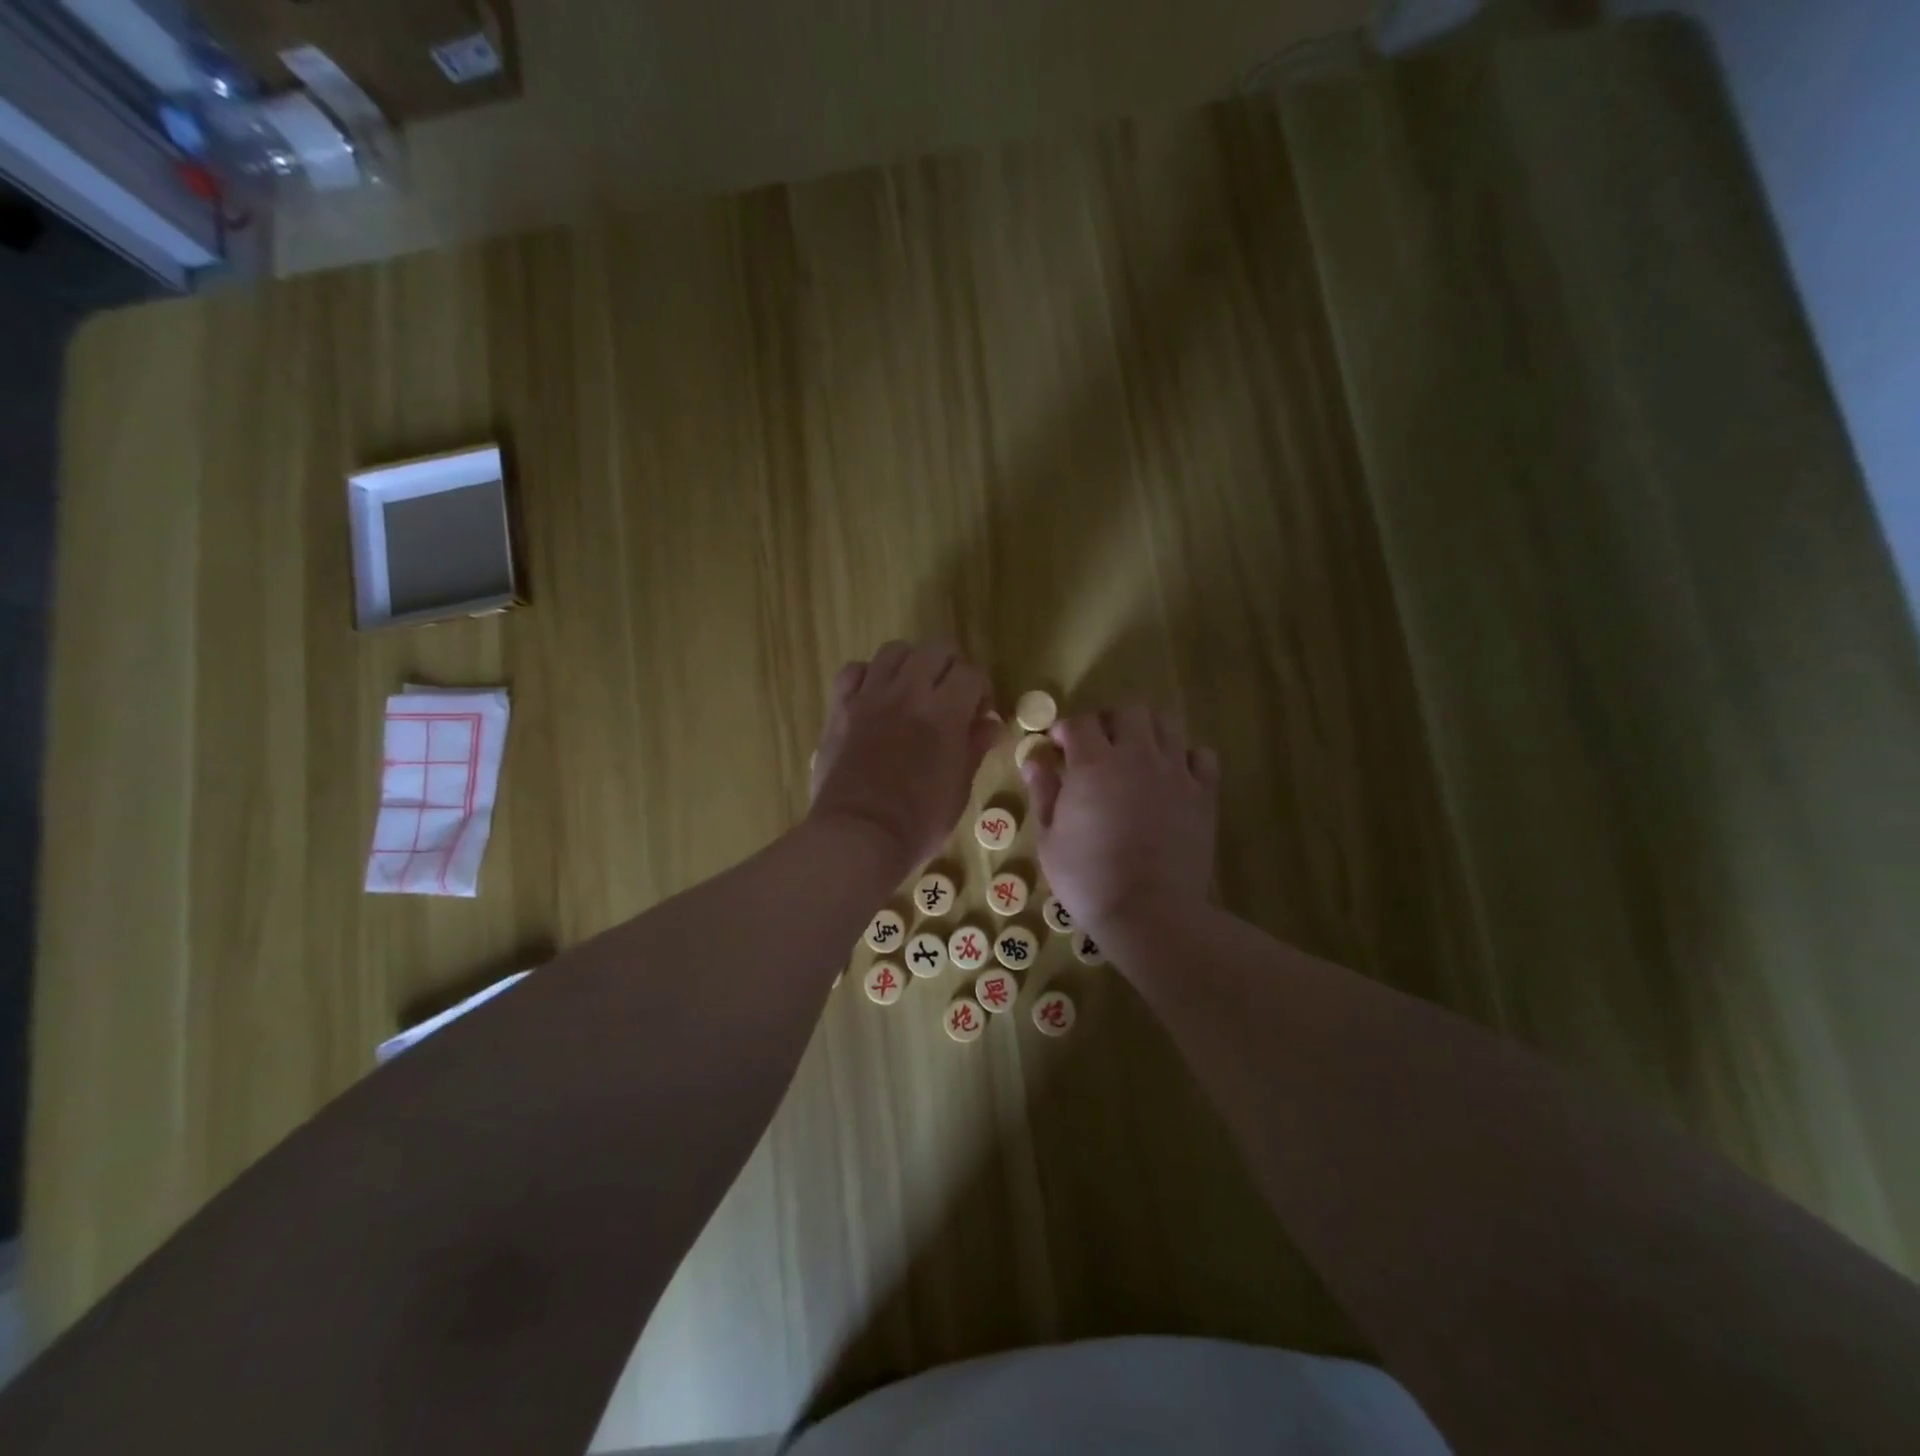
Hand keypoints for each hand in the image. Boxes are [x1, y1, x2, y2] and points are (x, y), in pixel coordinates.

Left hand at [809, 641, 998, 871]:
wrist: (858, 835)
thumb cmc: (918, 822)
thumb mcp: (958, 789)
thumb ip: (974, 749)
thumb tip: (991, 725)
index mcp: (944, 712)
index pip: (971, 673)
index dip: (981, 690)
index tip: (980, 714)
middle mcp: (908, 692)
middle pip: (935, 650)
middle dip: (950, 668)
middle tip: (951, 697)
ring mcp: (870, 697)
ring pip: (894, 651)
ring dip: (911, 664)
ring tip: (913, 690)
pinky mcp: (840, 708)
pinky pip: (853, 671)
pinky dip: (867, 676)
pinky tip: (874, 696)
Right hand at [1020, 707, 1219, 939]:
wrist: (1150, 912)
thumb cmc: (1088, 879)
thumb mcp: (1049, 840)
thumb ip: (1043, 793)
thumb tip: (1034, 761)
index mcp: (1093, 764)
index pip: (1080, 723)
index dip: (1065, 729)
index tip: (1057, 747)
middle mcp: (1137, 756)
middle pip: (1129, 711)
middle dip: (1109, 721)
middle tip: (1097, 746)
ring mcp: (1175, 773)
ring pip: (1167, 724)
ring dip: (1147, 732)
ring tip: (1135, 755)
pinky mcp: (1203, 794)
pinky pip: (1201, 756)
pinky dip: (1186, 757)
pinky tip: (1172, 776)